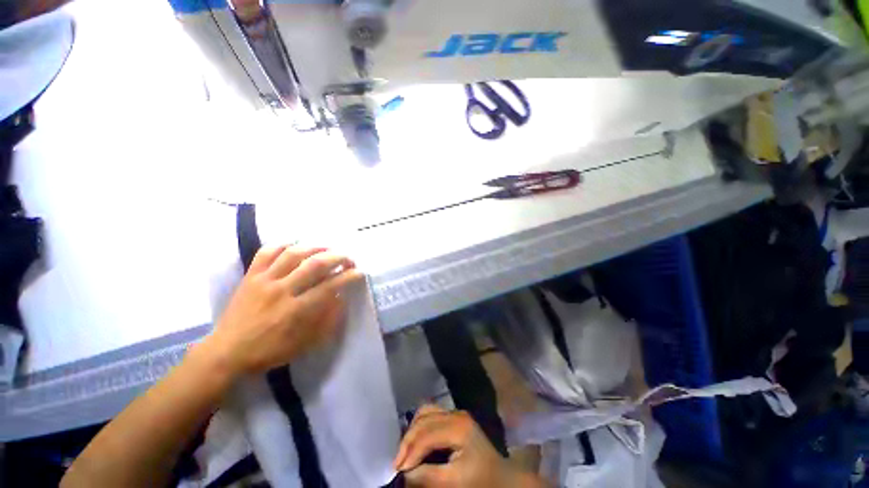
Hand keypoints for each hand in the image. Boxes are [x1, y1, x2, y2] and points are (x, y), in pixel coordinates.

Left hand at [204, 246, 363, 376]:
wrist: (225, 352)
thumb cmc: (269, 352)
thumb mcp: (304, 344)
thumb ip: (326, 321)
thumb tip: (341, 298)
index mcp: (296, 311)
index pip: (330, 286)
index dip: (349, 276)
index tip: (359, 272)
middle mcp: (282, 291)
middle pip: (315, 264)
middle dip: (338, 257)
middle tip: (347, 258)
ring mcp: (264, 280)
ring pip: (293, 254)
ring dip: (315, 248)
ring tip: (327, 249)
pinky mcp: (250, 276)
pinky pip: (267, 252)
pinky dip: (283, 244)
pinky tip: (296, 245)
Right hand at [394, 405, 542, 487]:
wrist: (502, 476)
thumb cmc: (481, 480)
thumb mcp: (455, 482)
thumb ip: (428, 476)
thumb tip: (404, 474)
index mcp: (458, 426)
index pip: (427, 434)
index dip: (410, 452)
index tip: (397, 471)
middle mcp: (455, 413)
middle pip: (423, 420)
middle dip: (408, 441)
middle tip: (397, 464)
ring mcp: (455, 413)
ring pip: (425, 412)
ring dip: (412, 431)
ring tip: (405, 453)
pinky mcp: (454, 418)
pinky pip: (430, 414)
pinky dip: (419, 426)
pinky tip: (415, 441)